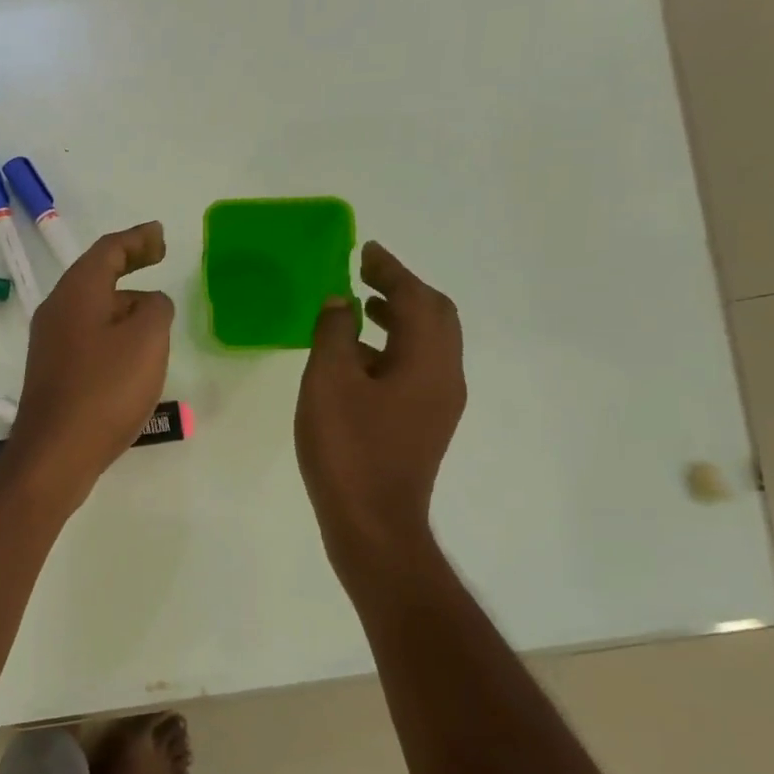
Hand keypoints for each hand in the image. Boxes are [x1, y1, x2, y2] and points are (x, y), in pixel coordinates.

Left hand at [5, 222, 174, 506]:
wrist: (56, 452)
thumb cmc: (105, 390)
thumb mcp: (147, 340)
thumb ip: (156, 309)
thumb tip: (148, 303)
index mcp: (77, 293)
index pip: (108, 250)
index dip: (137, 239)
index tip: (160, 236)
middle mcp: (57, 310)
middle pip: (96, 276)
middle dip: (128, 266)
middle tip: (158, 260)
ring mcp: (50, 343)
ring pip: (92, 309)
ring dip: (123, 304)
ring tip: (155, 315)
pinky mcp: (53, 372)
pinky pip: (88, 337)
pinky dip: (112, 332)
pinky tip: (131, 355)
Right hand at [295, 242, 465, 575]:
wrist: (372, 524)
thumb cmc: (349, 449)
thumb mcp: (329, 382)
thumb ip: (334, 333)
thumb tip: (341, 301)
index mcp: (428, 360)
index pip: (416, 298)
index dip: (391, 269)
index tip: (366, 249)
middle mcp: (444, 376)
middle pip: (434, 317)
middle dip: (401, 289)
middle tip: (365, 272)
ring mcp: (437, 404)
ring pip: (425, 345)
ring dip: (397, 317)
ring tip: (359, 306)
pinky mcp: (422, 425)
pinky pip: (414, 369)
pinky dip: (390, 348)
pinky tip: (356, 358)